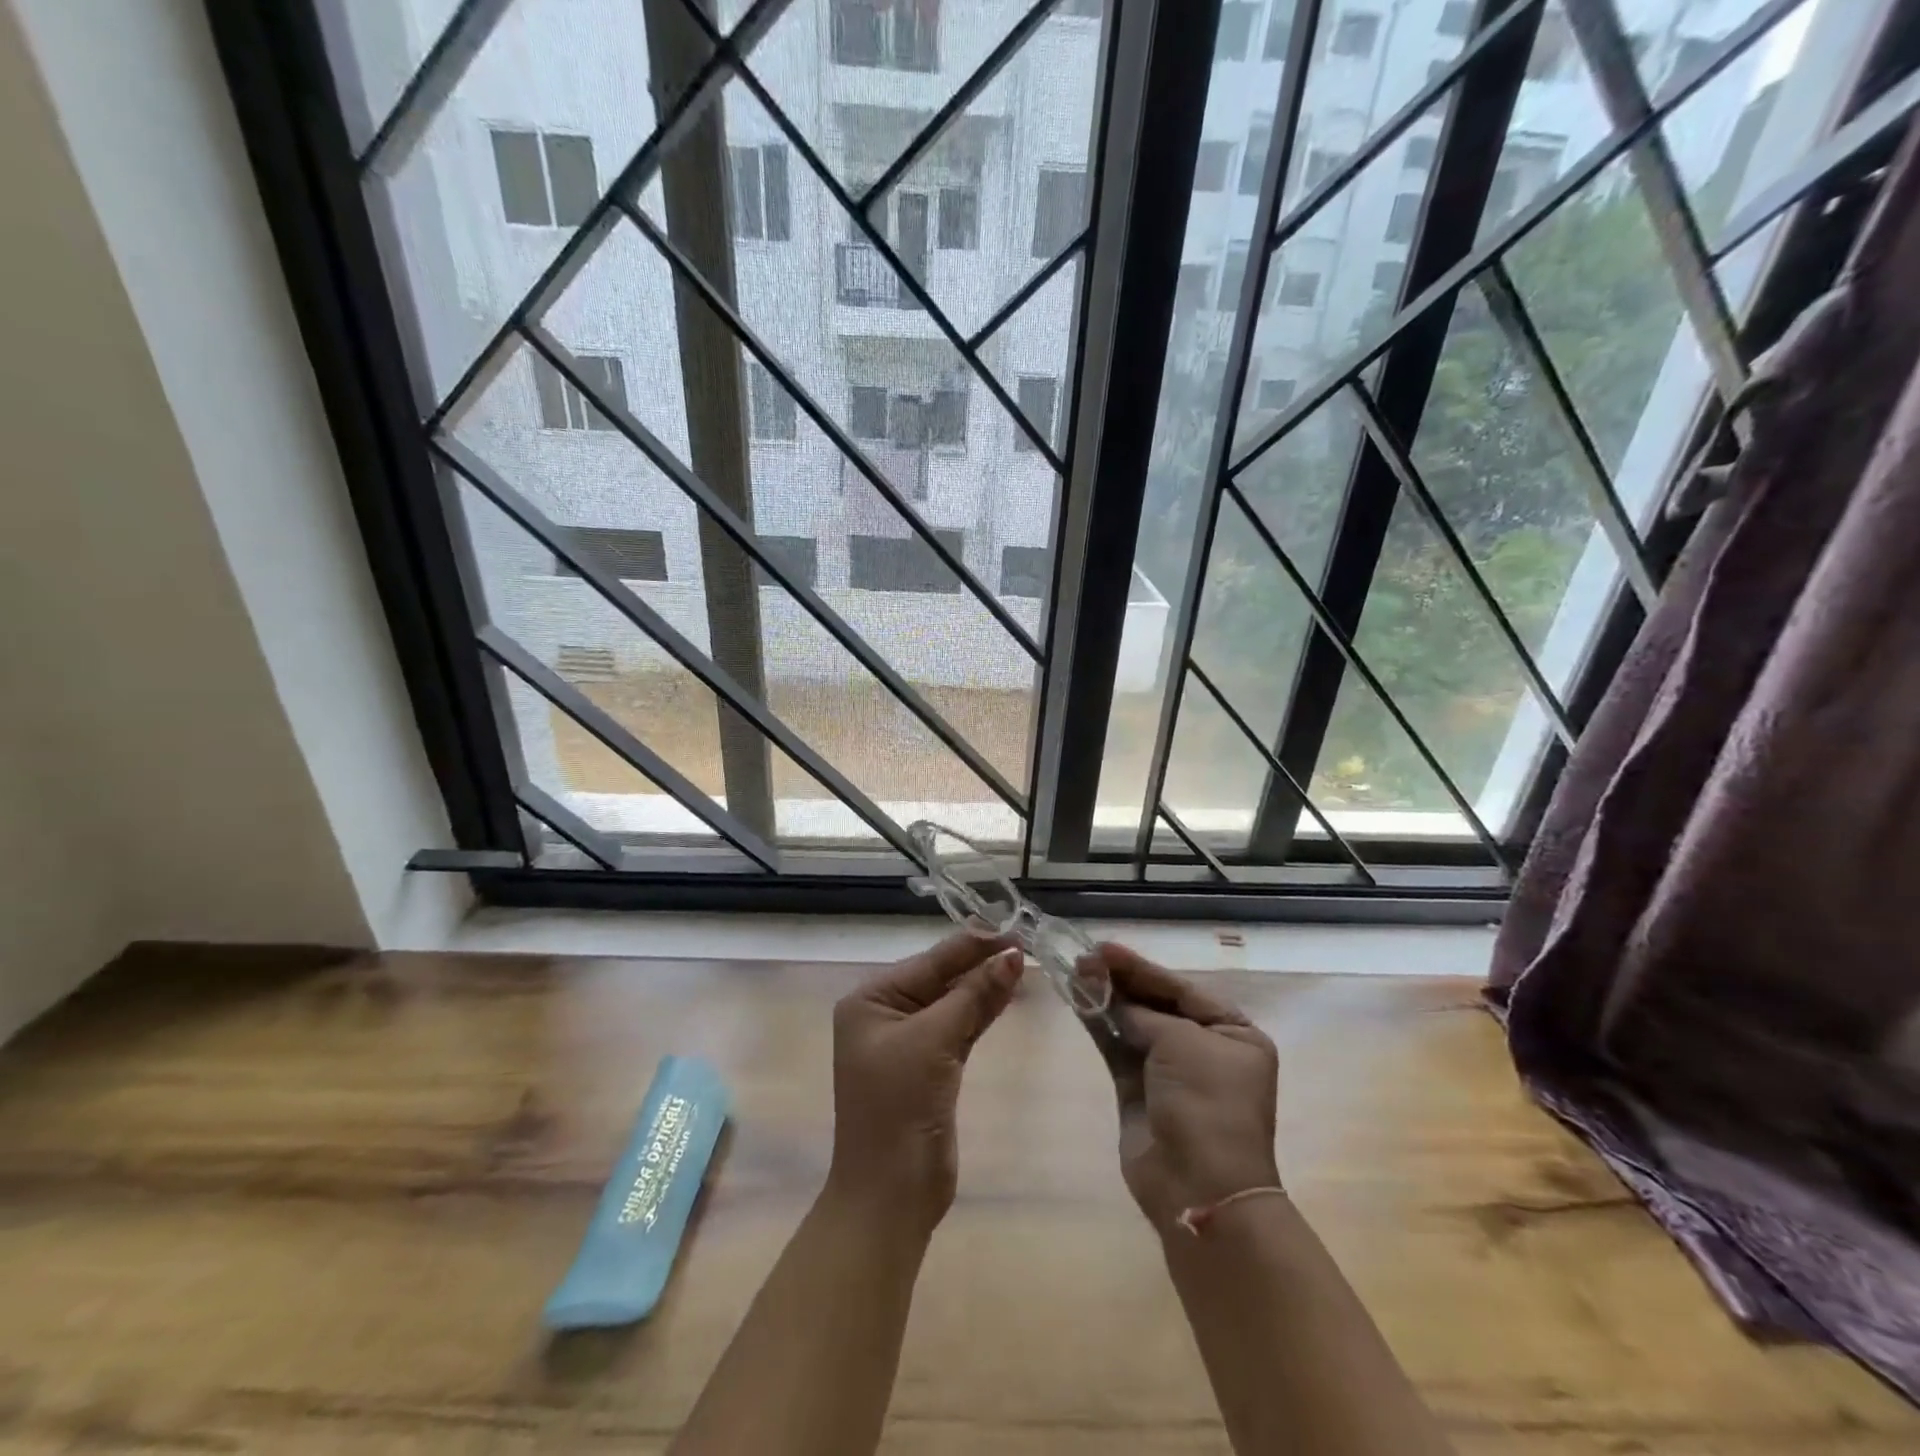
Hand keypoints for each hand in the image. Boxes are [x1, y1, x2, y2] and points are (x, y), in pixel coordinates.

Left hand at [826, 930, 1023, 1234]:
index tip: (1012, 926)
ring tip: (1024, 962)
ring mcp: (908, 1042)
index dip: (971, 944)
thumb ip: (973, 996)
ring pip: (953, 1002)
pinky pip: (959, 1027)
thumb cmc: (899, 1108)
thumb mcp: (934, 1042)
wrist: (890, 1196)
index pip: (929, 961)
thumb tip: (1013, 956)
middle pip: (941, 978)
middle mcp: (885, 1014)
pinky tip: (1008, 993)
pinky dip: (982, 1012)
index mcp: (870, 1000)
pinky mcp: (931, 1067)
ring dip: (985, 985)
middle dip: (980, 962)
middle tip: (1025, 941)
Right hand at [1085, 944, 1280, 1231]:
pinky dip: (1099, 1024)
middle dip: (1120, 981)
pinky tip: (1076, 1000)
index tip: (1103, 948)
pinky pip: (1117, 1047)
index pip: (1181, 988)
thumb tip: (1106, 995)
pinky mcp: (1139, 1090)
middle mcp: (1204, 1048)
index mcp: (1234, 1033)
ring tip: (1073, 971)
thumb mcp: (1180, 1042)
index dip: (1141, 967)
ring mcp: (1170, 1071)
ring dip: (1105, 998)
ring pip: (1132, 1022)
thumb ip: (1141, 1013)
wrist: (1198, 1187)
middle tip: (1082, 958)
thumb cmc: (1206, 1103)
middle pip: (1155, 1003)